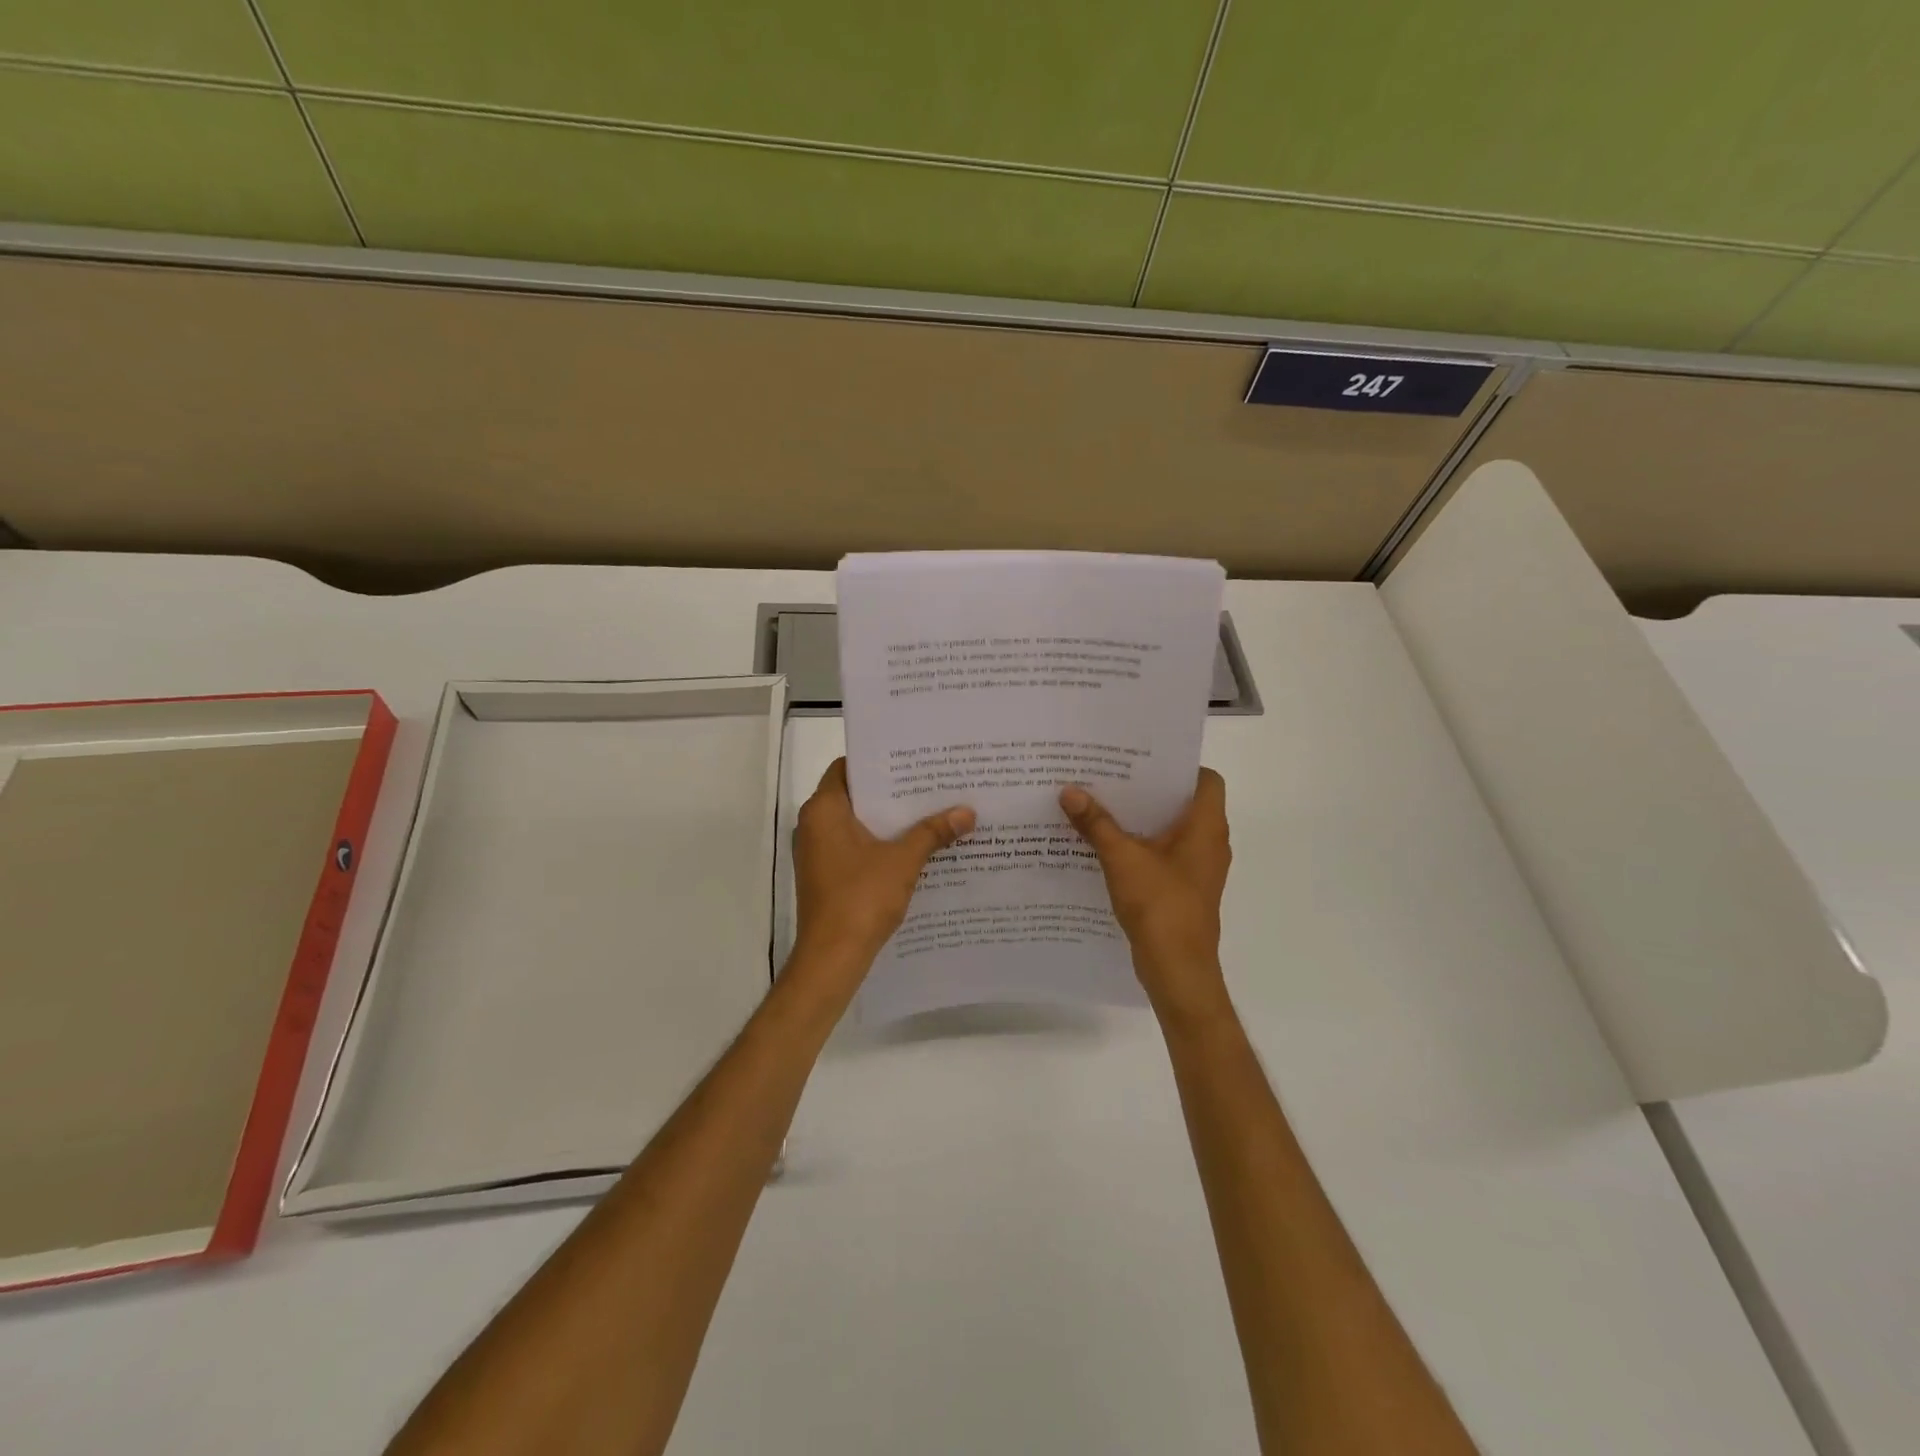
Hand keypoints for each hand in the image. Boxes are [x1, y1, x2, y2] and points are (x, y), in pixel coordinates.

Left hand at [792, 759, 974, 975]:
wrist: (832, 957)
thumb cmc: (861, 898)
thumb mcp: (903, 861)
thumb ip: (933, 832)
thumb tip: (968, 812)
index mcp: (823, 810)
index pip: (847, 768)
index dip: (878, 762)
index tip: (910, 760)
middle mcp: (813, 825)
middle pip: (854, 795)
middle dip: (891, 792)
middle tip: (929, 783)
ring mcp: (817, 852)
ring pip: (855, 823)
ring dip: (887, 819)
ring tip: (928, 811)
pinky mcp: (824, 875)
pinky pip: (853, 846)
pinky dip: (879, 843)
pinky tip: (913, 847)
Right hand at [1061, 769, 1231, 1020]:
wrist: (1177, 969)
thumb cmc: (1161, 906)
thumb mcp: (1122, 859)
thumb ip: (1096, 823)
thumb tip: (1069, 790)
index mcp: (1206, 827)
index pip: (1207, 779)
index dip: (1179, 765)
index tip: (1143, 759)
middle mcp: (1209, 842)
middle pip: (1183, 802)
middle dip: (1148, 788)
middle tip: (1111, 774)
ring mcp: (1197, 867)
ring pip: (1171, 829)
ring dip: (1141, 817)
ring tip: (1103, 802)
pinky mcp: (1184, 887)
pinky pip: (1164, 853)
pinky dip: (1141, 844)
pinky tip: (1106, 843)